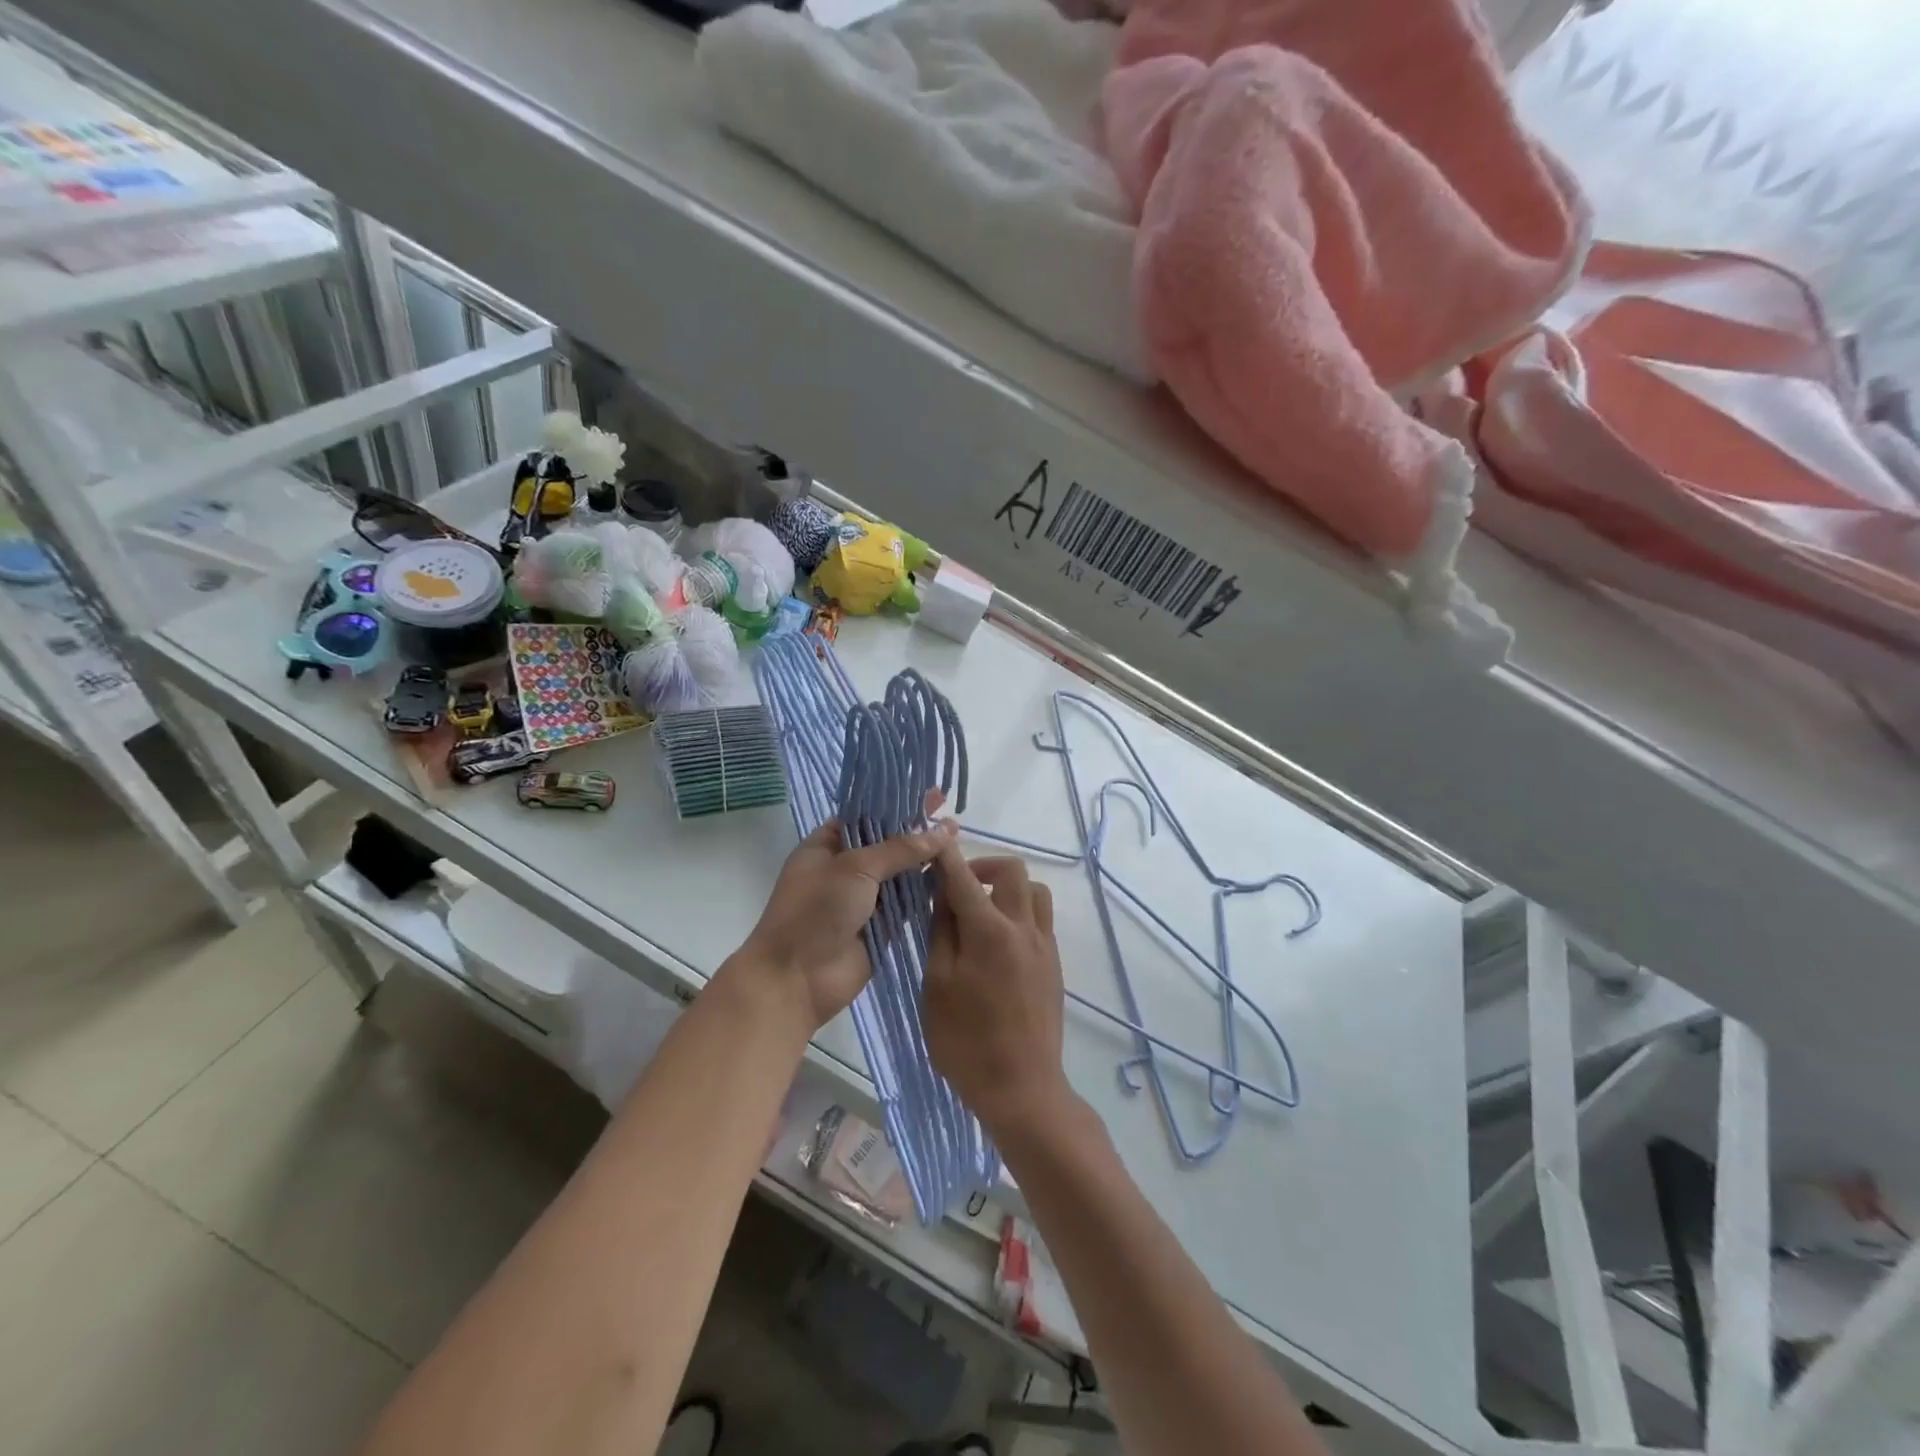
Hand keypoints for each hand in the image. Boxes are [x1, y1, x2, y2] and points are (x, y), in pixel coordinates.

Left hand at [734, 812, 958, 1031]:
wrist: (797, 979)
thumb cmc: (815, 910)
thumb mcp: (855, 867)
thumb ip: (900, 848)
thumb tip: (944, 831)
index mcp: (827, 845)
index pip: (866, 815)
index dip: (896, 803)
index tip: (929, 794)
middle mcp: (845, 868)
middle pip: (888, 843)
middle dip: (917, 830)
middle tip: (951, 815)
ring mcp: (864, 899)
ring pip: (901, 873)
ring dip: (926, 860)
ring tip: (960, 841)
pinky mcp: (883, 926)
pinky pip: (909, 903)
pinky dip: (929, 890)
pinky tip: (955, 875)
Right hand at [924, 849, 1076, 1137]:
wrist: (1023, 1089)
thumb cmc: (967, 1042)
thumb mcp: (937, 986)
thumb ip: (941, 934)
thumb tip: (944, 897)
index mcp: (989, 931)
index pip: (964, 877)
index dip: (946, 854)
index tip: (932, 841)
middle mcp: (1023, 928)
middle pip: (1012, 871)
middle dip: (983, 866)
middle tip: (958, 888)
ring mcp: (1045, 946)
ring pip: (1034, 892)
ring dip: (1008, 888)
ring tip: (981, 912)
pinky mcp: (1054, 965)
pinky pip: (1041, 919)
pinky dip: (1020, 912)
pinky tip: (998, 941)